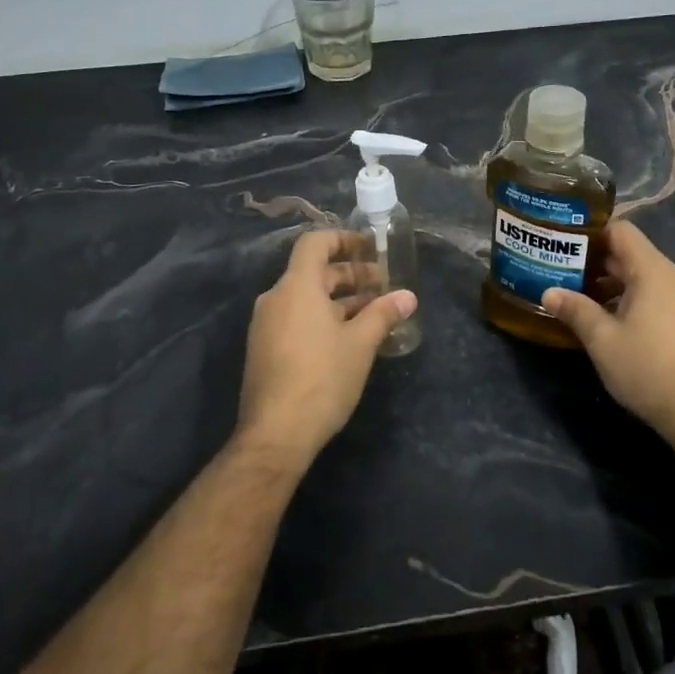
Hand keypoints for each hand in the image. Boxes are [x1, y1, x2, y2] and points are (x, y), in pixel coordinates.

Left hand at [236, 229, 417, 464]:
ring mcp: (267, 325)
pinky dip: (323, 317)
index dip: (343, 239)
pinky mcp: (266, 349)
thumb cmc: (322, 378)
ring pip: (306, 299)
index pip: (314, 243)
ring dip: (340, 299)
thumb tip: (408, 296)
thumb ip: (383, 314)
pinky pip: (297, 319)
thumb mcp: (360, 344)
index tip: (369, 248)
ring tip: (373, 312)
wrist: (276, 434)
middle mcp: (276, 299)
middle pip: (313, 272)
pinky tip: (349, 338)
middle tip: (382, 284)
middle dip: (350, 275)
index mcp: (296, 287)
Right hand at [542, 222, 674, 455]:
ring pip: (638, 276)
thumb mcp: (601, 338)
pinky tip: (601, 318)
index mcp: (653, 270)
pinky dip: (625, 297)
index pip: (620, 230)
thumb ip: (574, 309)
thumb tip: (547, 292)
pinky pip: (650, 294)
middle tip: (557, 269)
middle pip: (628, 252)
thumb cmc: (647, 367)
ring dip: (607, 282)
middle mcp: (671, 276)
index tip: (561, 242)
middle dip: (592, 260)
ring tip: (573, 295)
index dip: (590, 232)